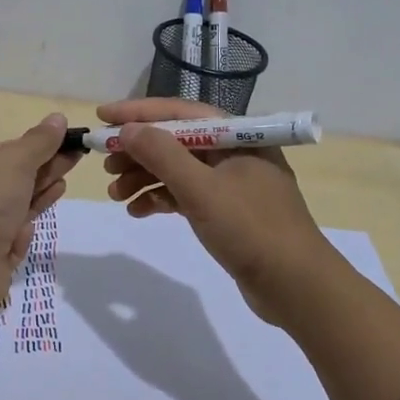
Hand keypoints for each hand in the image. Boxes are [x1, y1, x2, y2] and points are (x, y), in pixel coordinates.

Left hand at [0, 114, 76, 298]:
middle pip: (9, 180)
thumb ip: (39, 141)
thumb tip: (58, 118)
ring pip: (12, 209)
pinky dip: (21, 232)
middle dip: (42, 169)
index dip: (31, 147)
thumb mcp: (14, 161)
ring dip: (38, 195)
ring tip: (64, 183)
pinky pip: (9, 240)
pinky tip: (31, 227)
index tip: (62, 142)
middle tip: (75, 158)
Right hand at [96, 98, 334, 323]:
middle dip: (138, 151)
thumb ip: (162, 155)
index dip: (138, 112)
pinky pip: (187, 195)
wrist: (298, 287)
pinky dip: (161, 199)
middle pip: (175, 140)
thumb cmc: (251, 229)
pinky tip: (137, 212)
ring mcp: (231, 183)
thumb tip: (128, 130)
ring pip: (178, 169)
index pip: (179, 112)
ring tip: (115, 194)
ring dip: (144, 178)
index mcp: (236, 135)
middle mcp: (234, 151)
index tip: (102, 117)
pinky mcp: (228, 211)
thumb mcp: (202, 190)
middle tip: (104, 164)